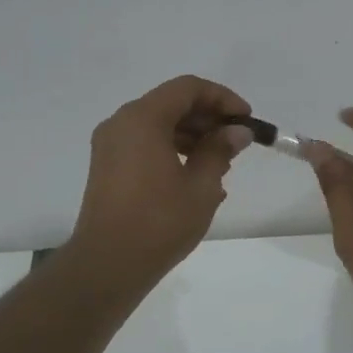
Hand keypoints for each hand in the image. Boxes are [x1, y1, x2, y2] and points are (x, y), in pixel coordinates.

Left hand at [68, 75, 252, 294]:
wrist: (108, 264)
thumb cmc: (159, 222)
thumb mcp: (201, 186)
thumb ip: (220, 151)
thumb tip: (237, 132)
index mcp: (143, 119)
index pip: (188, 88)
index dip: (222, 98)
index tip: (246, 120)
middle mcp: (121, 123)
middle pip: (171, 103)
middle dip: (207, 118)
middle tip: (236, 143)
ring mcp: (110, 145)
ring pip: (157, 124)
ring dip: (192, 135)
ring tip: (221, 164)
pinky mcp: (107, 166)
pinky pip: (144, 144)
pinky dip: (171, 149)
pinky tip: (195, 176)